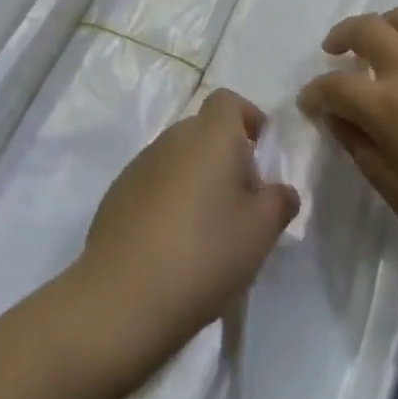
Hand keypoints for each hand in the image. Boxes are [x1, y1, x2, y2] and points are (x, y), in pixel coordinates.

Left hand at [72, 89, 298, 371]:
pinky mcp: (117, 195)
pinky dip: (169, 202)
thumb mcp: (260, 232)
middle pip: (204, 132)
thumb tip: (280, 190)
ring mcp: (139, 165)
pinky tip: (174, 248)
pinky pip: (154, 185)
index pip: (228, 101)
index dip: (248, 118)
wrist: (121, 298)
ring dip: (197, 182)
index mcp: (209, 135)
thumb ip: (279, 202)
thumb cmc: (203, 253)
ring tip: (209, 233)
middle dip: (226, 158)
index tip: (262, 154)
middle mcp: (172, 138)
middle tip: (241, 204)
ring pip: (179, 160)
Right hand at [297, 6, 397, 285]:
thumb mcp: (396, 194)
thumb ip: (360, 147)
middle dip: (341, 36)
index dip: (315, 93)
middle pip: (366, 29)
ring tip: (378, 45)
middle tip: (333, 53)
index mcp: (389, 106)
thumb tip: (337, 117)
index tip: (309, 104)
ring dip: (383, 25)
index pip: (335, 86)